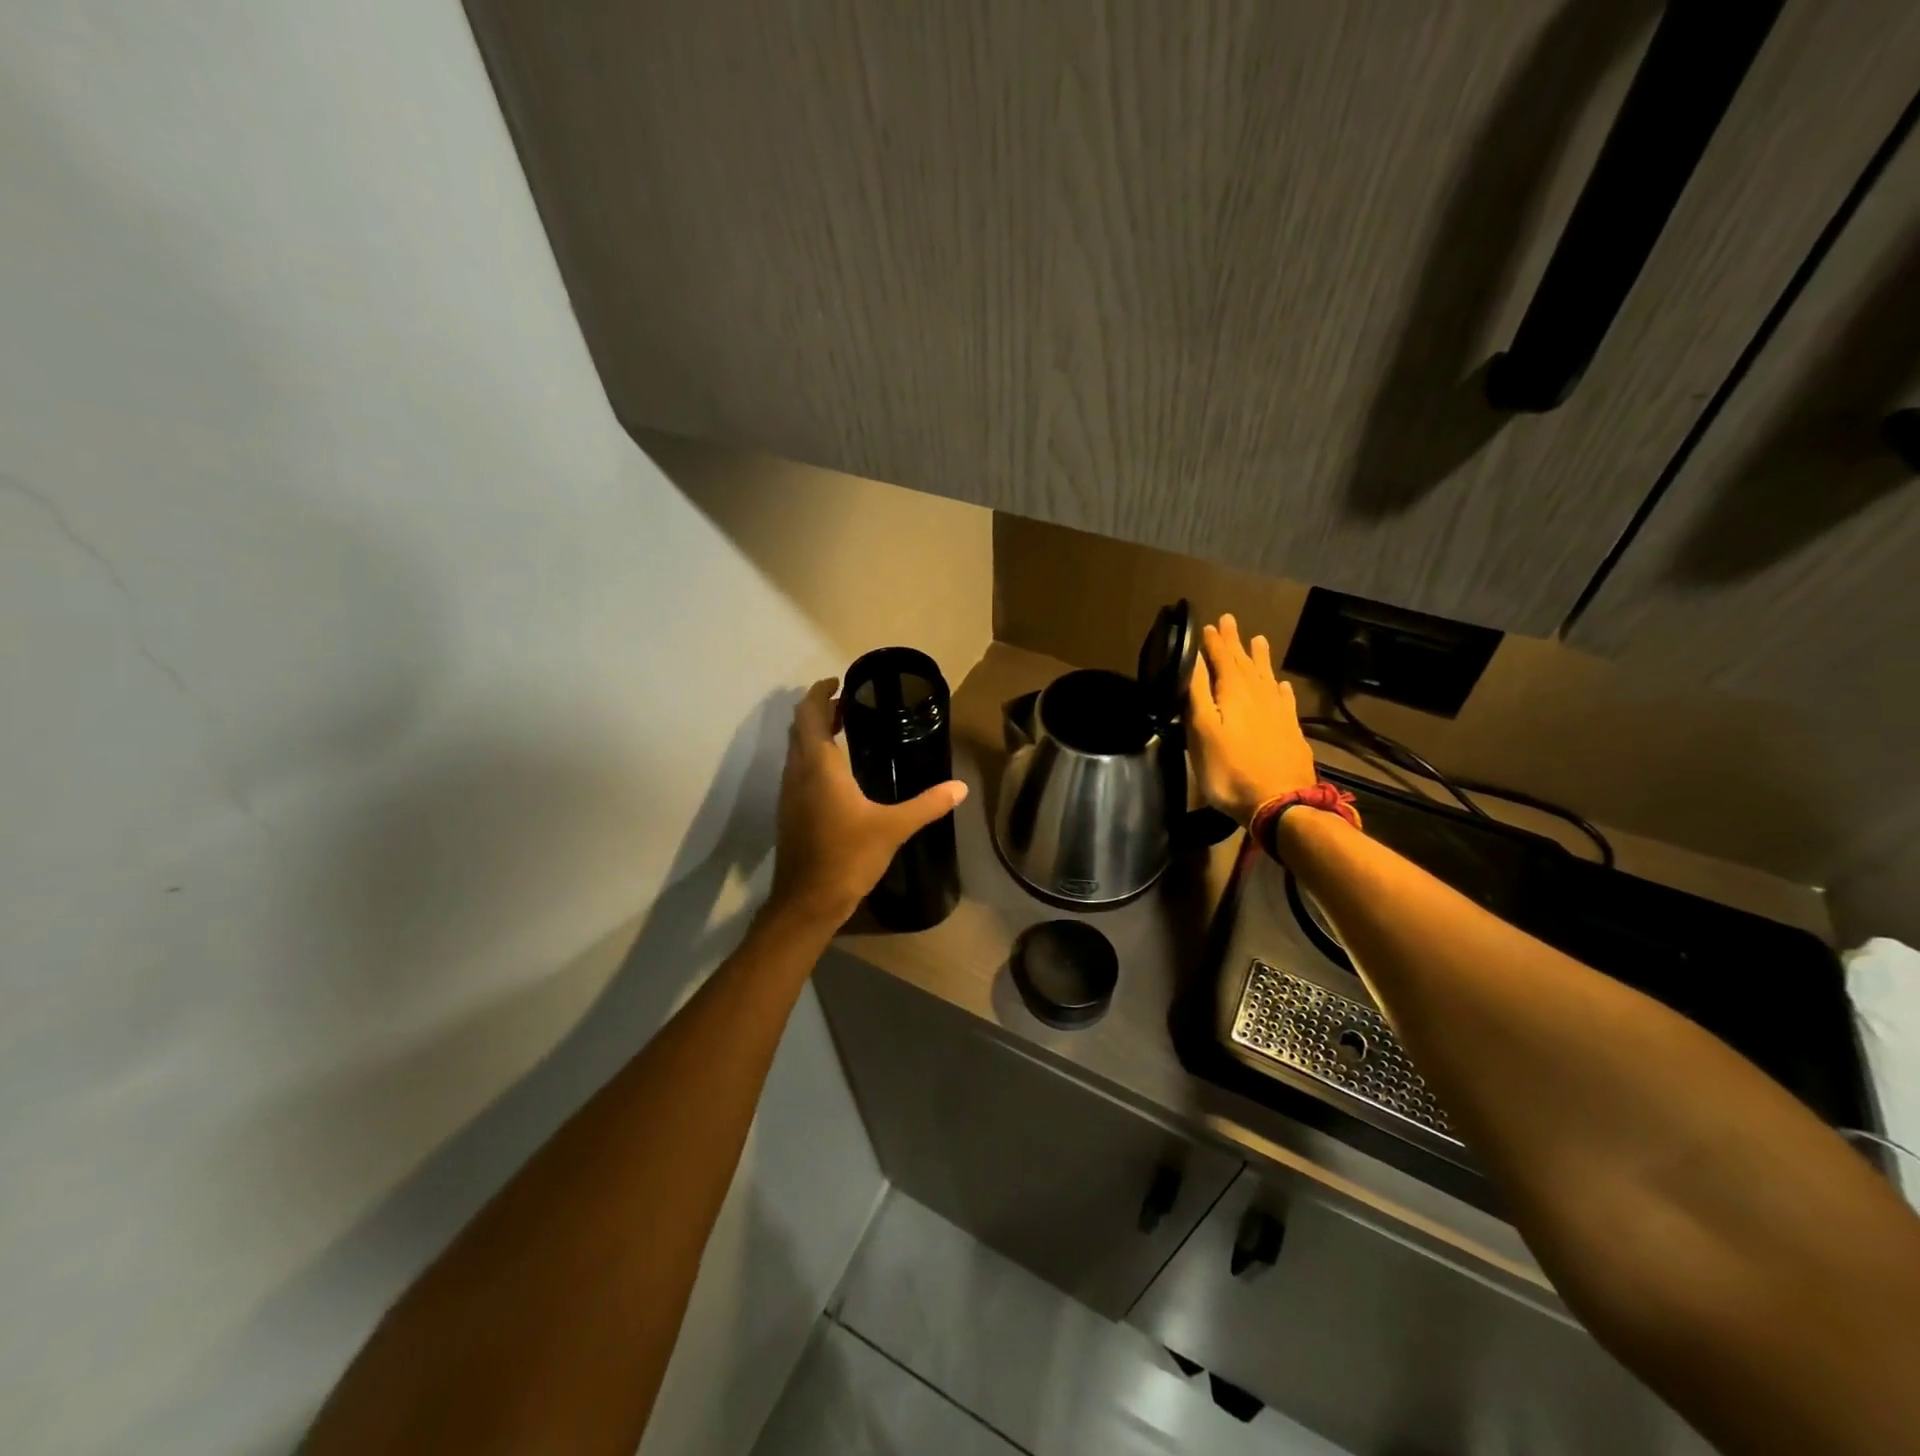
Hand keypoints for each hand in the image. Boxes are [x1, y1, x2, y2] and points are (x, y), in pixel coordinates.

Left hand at [764, 678, 968, 928]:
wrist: (807, 901)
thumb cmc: (847, 857)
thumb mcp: (893, 828)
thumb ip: (927, 804)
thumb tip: (960, 787)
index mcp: (818, 766)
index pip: (811, 714)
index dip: (821, 692)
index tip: (840, 681)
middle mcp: (798, 772)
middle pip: (800, 726)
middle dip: (821, 709)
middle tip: (851, 702)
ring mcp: (789, 793)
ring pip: (796, 748)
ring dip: (815, 732)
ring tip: (847, 728)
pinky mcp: (790, 811)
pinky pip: (798, 768)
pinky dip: (814, 755)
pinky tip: (839, 771)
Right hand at [1187, 614, 1317, 826]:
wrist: (1280, 802)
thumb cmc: (1230, 769)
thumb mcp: (1202, 730)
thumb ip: (1197, 692)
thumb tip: (1192, 658)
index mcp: (1234, 692)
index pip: (1221, 658)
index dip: (1213, 642)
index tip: (1208, 624)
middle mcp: (1259, 695)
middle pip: (1245, 662)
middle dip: (1234, 642)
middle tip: (1229, 621)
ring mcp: (1278, 713)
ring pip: (1267, 676)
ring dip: (1259, 658)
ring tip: (1258, 640)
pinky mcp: (1291, 731)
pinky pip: (1285, 700)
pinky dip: (1280, 688)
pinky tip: (1281, 685)